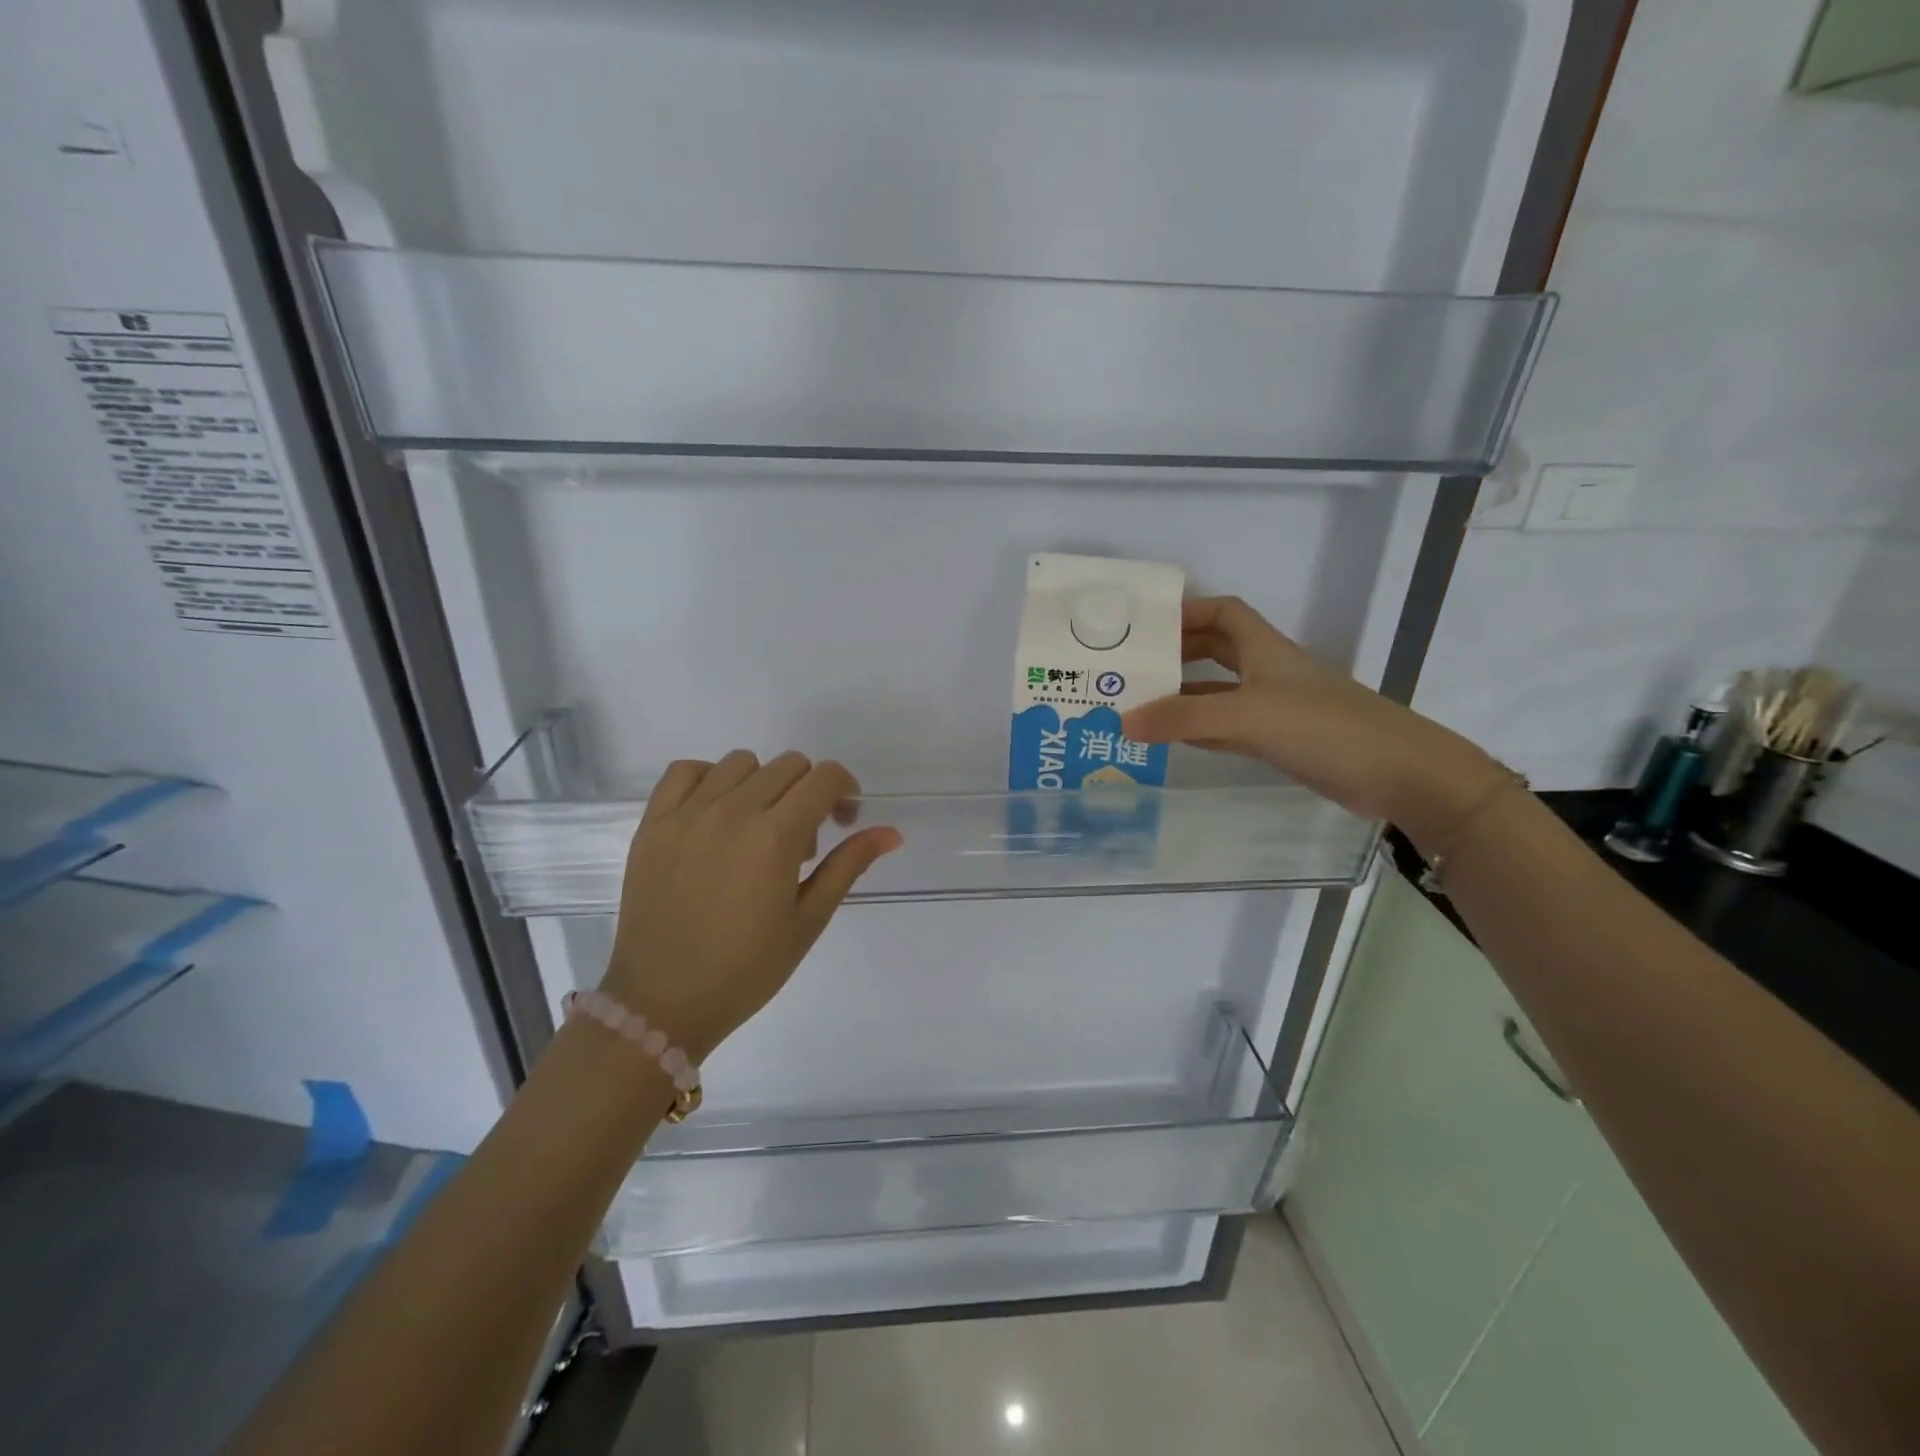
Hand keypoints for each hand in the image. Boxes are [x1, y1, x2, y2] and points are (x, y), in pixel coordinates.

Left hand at [602, 752, 900, 1061]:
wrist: (663, 1002)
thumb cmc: (747, 969)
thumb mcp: (808, 920)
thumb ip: (848, 865)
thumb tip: (891, 833)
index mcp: (775, 837)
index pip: (824, 777)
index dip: (845, 790)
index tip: (842, 820)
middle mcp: (732, 812)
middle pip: (788, 765)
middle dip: (809, 791)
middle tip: (802, 840)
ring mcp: (687, 814)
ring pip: (741, 763)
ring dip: (762, 785)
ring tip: (756, 829)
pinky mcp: (653, 823)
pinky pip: (687, 771)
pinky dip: (709, 780)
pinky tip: (716, 814)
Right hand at [1120, 596, 1499, 837]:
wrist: (1399, 774)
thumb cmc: (1324, 728)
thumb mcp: (1247, 716)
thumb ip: (1183, 719)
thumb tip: (1122, 722)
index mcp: (1265, 650)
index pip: (1223, 612)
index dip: (1188, 610)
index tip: (1147, 625)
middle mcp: (1268, 672)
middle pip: (1216, 649)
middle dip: (1177, 652)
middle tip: (1133, 667)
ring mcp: (1275, 708)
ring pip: (1219, 691)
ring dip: (1183, 694)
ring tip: (1138, 703)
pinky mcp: (1280, 741)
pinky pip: (1228, 727)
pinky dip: (1199, 728)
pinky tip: (1171, 738)